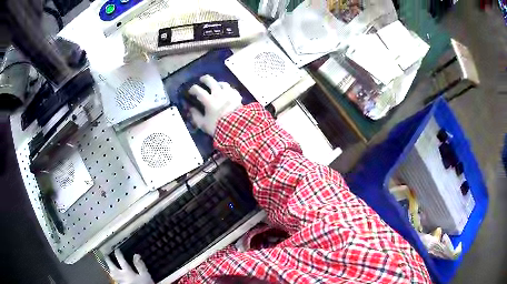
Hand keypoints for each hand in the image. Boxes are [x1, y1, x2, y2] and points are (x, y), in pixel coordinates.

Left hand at [104, 249, 153, 283]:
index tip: (116, 249)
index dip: (118, 254)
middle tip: (105, 255)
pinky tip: (114, 276)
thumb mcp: (145, 276)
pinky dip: (113, 275)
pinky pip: (114, 279)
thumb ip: (140, 266)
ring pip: (112, 274)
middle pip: (112, 267)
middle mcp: (121, 276)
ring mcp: (119, 282)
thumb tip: (136, 254)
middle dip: (109, 260)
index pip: (121, 260)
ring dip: (109, 268)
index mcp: (127, 271)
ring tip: (108, 266)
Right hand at [188, 75, 241, 135]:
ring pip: (223, 83)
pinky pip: (232, 90)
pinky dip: (228, 90)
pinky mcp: (237, 97)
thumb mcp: (203, 124)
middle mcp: (218, 94)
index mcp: (209, 100)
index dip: (193, 89)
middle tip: (202, 80)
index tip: (191, 91)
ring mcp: (229, 94)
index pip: (198, 90)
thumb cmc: (218, 127)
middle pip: (211, 81)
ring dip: (218, 83)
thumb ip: (196, 116)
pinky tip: (228, 92)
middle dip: (205, 79)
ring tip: (216, 85)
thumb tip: (191, 109)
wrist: (237, 128)